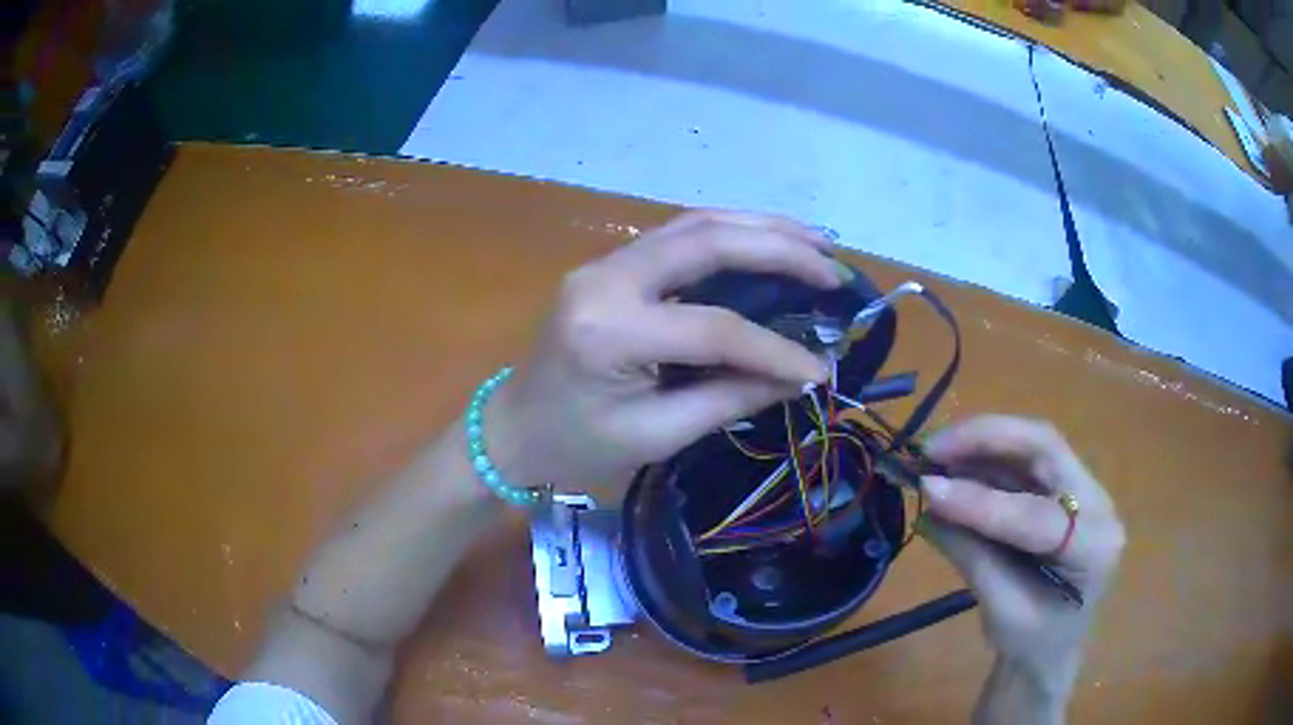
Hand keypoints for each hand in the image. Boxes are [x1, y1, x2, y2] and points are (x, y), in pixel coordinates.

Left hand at [488, 210, 843, 498]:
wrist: (514, 429)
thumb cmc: (575, 446)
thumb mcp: (655, 436)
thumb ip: (729, 399)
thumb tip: (798, 376)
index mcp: (610, 331)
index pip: (713, 328)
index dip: (773, 348)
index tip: (820, 368)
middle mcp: (606, 279)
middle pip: (707, 241)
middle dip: (779, 249)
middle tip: (833, 267)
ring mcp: (605, 264)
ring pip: (695, 223)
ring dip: (760, 228)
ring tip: (815, 242)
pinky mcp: (612, 265)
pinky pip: (680, 236)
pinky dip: (732, 235)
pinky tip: (768, 242)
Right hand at [919, 416, 1124, 698]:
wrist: (1051, 651)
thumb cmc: (1031, 643)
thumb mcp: (1000, 611)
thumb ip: (970, 553)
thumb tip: (928, 502)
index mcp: (1095, 547)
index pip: (1038, 515)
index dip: (981, 502)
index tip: (928, 489)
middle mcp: (1098, 503)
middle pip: (1045, 448)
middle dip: (986, 439)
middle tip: (932, 447)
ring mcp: (1084, 489)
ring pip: (1033, 446)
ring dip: (981, 444)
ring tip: (934, 453)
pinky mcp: (1064, 485)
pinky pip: (1024, 460)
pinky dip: (985, 458)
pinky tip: (954, 464)